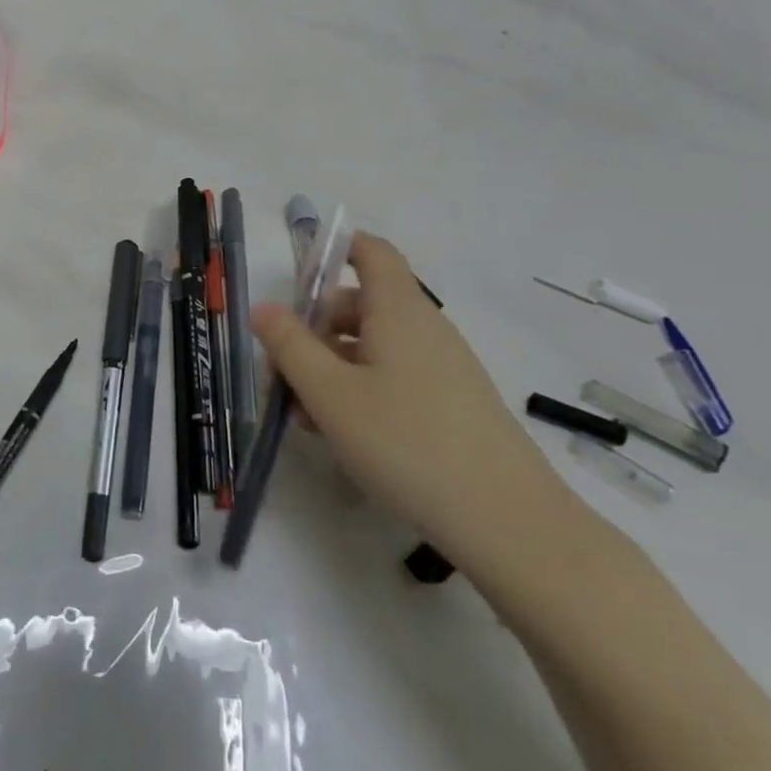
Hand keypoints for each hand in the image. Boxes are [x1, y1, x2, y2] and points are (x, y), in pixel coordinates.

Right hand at [251, 232, 578, 568]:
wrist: (507, 521)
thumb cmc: (405, 443)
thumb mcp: (330, 394)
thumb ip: (289, 346)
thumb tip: (263, 307)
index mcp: (398, 310)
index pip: (372, 252)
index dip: (335, 249)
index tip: (298, 277)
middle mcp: (425, 328)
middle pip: (363, 303)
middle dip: (316, 327)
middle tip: (283, 370)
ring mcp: (444, 367)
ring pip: (375, 346)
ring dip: (333, 366)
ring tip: (305, 414)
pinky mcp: (454, 403)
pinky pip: (396, 376)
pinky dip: (362, 389)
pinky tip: (344, 434)